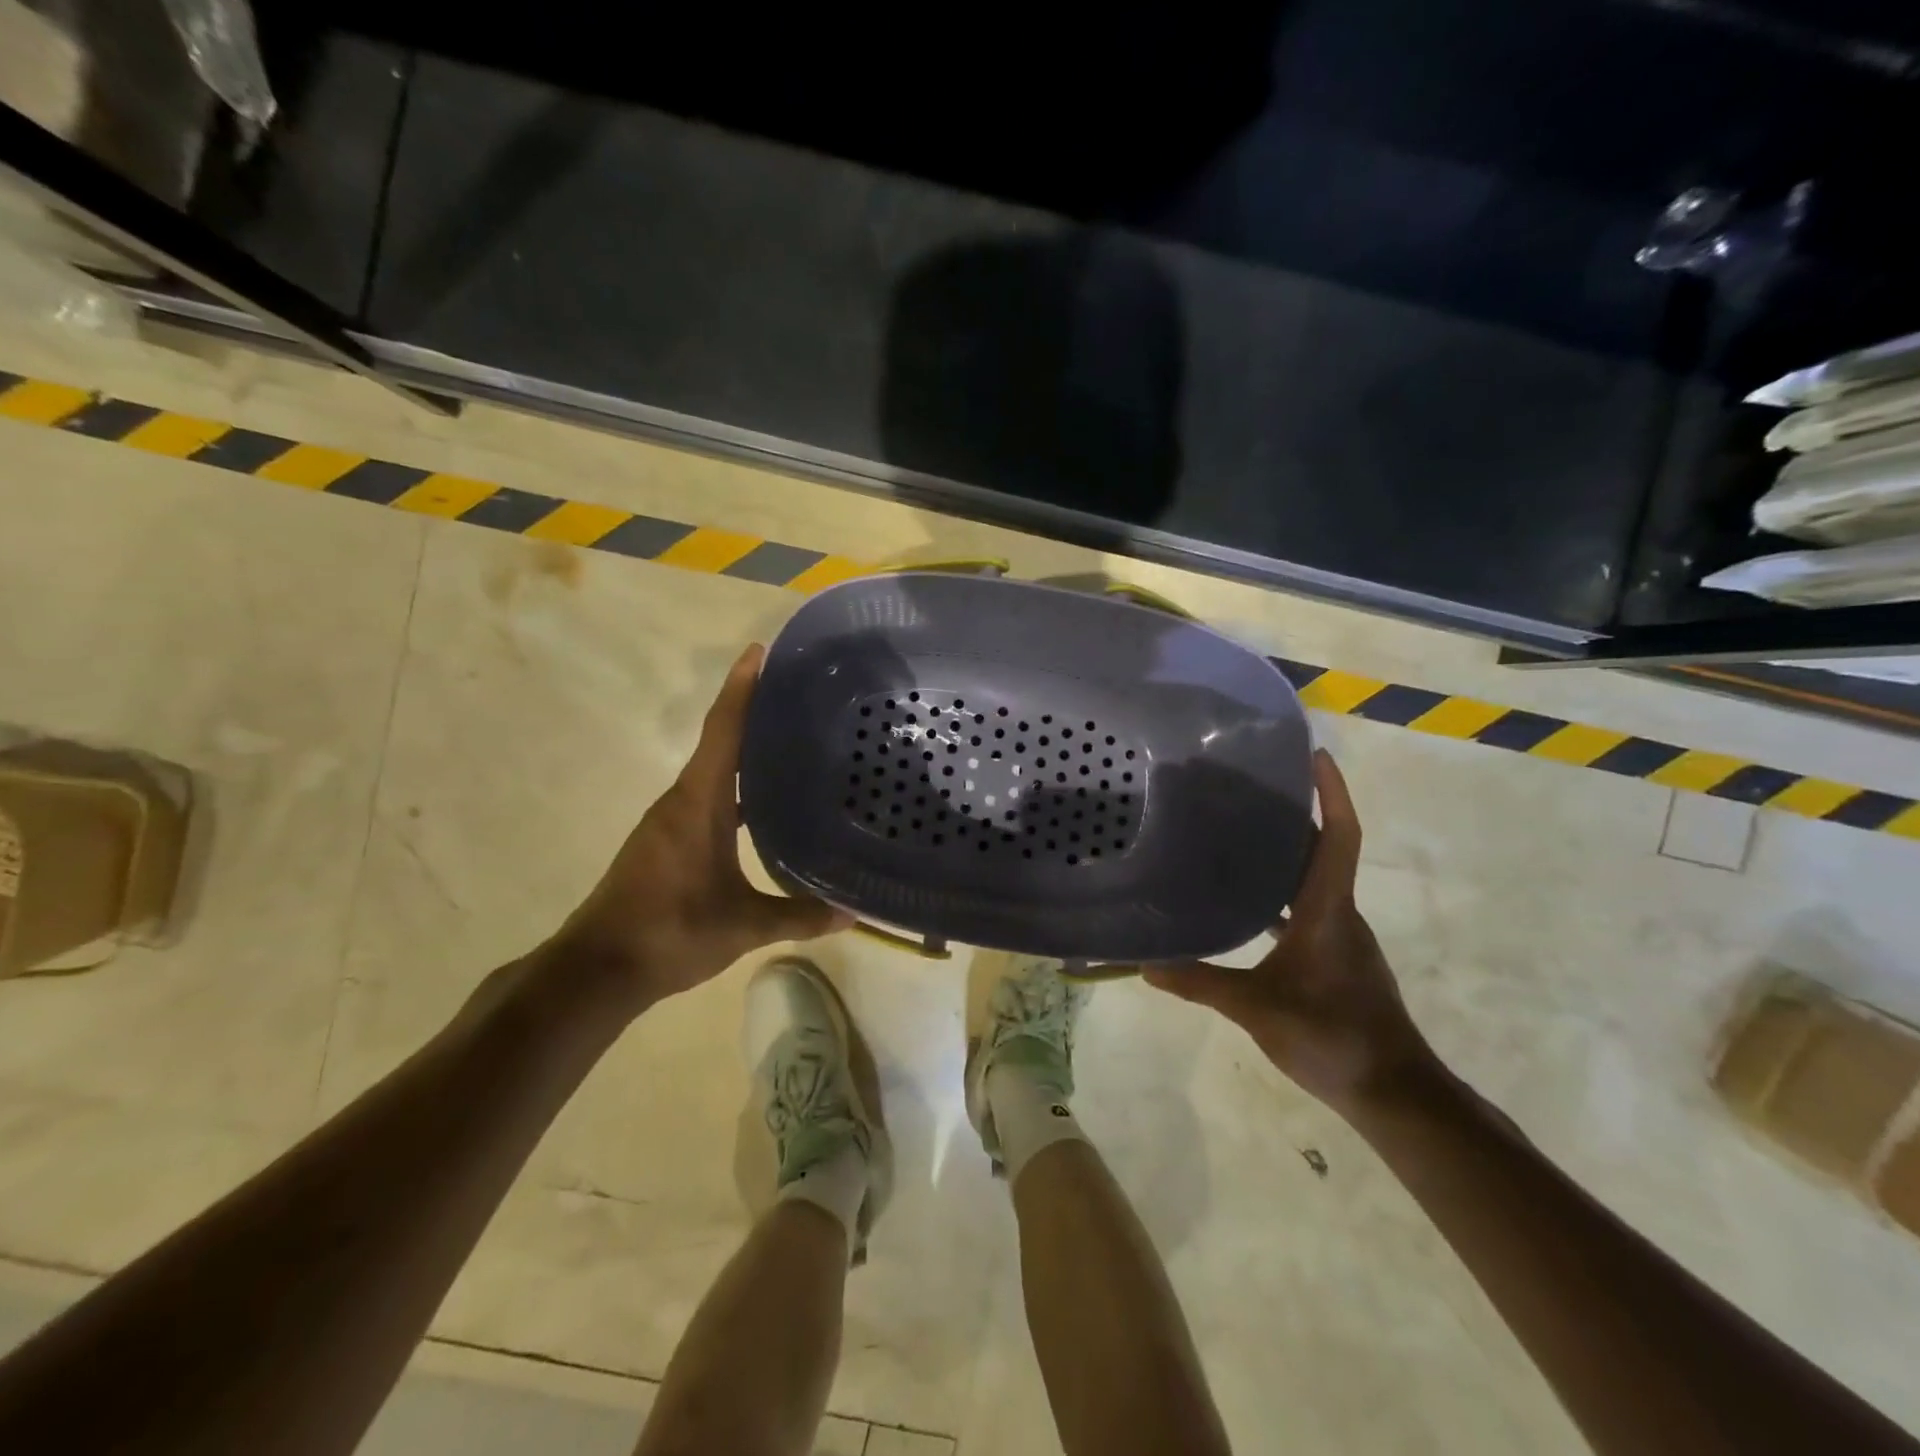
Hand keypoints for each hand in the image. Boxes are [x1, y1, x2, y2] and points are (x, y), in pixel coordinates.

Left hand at [552, 644, 849, 1004]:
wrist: (597, 969)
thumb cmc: (670, 932)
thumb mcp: (743, 926)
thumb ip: (799, 916)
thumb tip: (853, 915)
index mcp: (698, 803)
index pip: (723, 731)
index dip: (741, 688)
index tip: (760, 651)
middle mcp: (681, 800)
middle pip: (719, 740)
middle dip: (752, 711)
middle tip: (798, 696)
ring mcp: (670, 821)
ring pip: (713, 770)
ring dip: (744, 750)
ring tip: (792, 742)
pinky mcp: (667, 840)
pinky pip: (707, 795)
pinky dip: (735, 785)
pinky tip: (764, 803)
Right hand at [1145, 750, 1436, 1114]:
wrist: (1394, 1093)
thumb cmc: (1332, 1038)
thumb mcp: (1258, 1009)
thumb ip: (1202, 983)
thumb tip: (1146, 964)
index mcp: (1328, 910)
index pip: (1338, 837)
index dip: (1331, 792)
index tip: (1314, 755)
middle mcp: (1338, 912)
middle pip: (1322, 848)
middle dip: (1294, 811)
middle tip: (1246, 786)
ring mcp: (1339, 935)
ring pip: (1312, 878)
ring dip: (1284, 852)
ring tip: (1235, 833)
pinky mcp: (1334, 957)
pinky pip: (1305, 908)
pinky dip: (1279, 894)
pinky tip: (1245, 905)